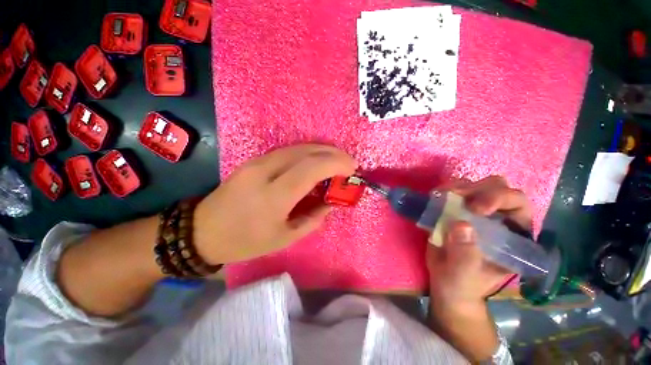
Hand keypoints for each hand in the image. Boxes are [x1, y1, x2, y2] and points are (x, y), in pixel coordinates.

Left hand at [193, 144, 356, 264]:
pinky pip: (287, 151)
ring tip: (336, 160)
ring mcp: (257, 162)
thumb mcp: (285, 238)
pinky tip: (316, 160)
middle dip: (332, 153)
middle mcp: (265, 171)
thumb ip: (313, 219)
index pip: (311, 168)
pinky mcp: (254, 160)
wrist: (202, 231)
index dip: (336, 164)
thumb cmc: (245, 241)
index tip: (352, 168)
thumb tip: (330, 203)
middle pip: (306, 152)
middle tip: (348, 162)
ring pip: (297, 147)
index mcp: (274, 196)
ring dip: (321, 150)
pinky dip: (307, 153)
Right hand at [426, 176, 531, 307]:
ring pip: (474, 185)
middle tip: (456, 197)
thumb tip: (460, 225)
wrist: (447, 283)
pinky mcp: (455, 210)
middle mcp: (498, 217)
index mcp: (513, 234)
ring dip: (458, 186)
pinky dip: (444, 190)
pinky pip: (452, 191)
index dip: (499, 199)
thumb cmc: (463, 283)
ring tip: (442, 196)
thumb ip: (466, 254)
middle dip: (477, 188)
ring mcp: (475, 211)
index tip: (476, 208)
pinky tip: (435, 197)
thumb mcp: (465, 275)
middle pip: (497, 187)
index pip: (518, 203)